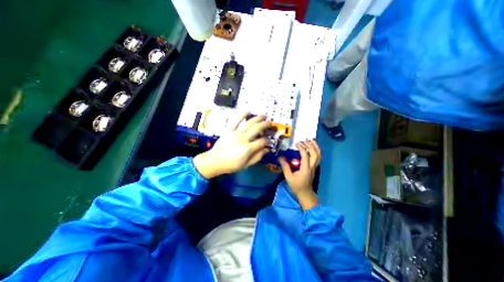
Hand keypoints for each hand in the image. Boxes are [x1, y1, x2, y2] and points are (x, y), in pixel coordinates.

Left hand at [194, 113, 271, 178]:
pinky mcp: (229, 130)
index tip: (269, 140)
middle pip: (257, 129)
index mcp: (248, 149)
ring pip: (249, 123)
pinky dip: (241, 115)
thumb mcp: (246, 164)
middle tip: (270, 123)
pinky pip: (235, 121)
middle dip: (265, 125)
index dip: (268, 140)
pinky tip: (247, 111)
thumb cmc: (231, 165)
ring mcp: (236, 133)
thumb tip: (267, 149)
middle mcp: (243, 139)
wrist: (215, 161)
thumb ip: (257, 156)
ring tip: (263, 116)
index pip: (262, 141)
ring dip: (257, 118)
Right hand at [278, 140, 320, 210]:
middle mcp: (312, 167)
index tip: (297, 143)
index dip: (302, 148)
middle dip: (310, 146)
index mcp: (305, 169)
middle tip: (304, 140)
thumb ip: (285, 167)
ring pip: (318, 156)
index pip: (305, 156)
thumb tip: (280, 157)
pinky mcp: (314, 168)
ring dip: (316, 147)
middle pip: (315, 154)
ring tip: (312, 141)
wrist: (305, 193)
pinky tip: (313, 148)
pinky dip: (317, 151)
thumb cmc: (296, 186)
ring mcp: (314, 167)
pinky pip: (318, 158)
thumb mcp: (288, 177)